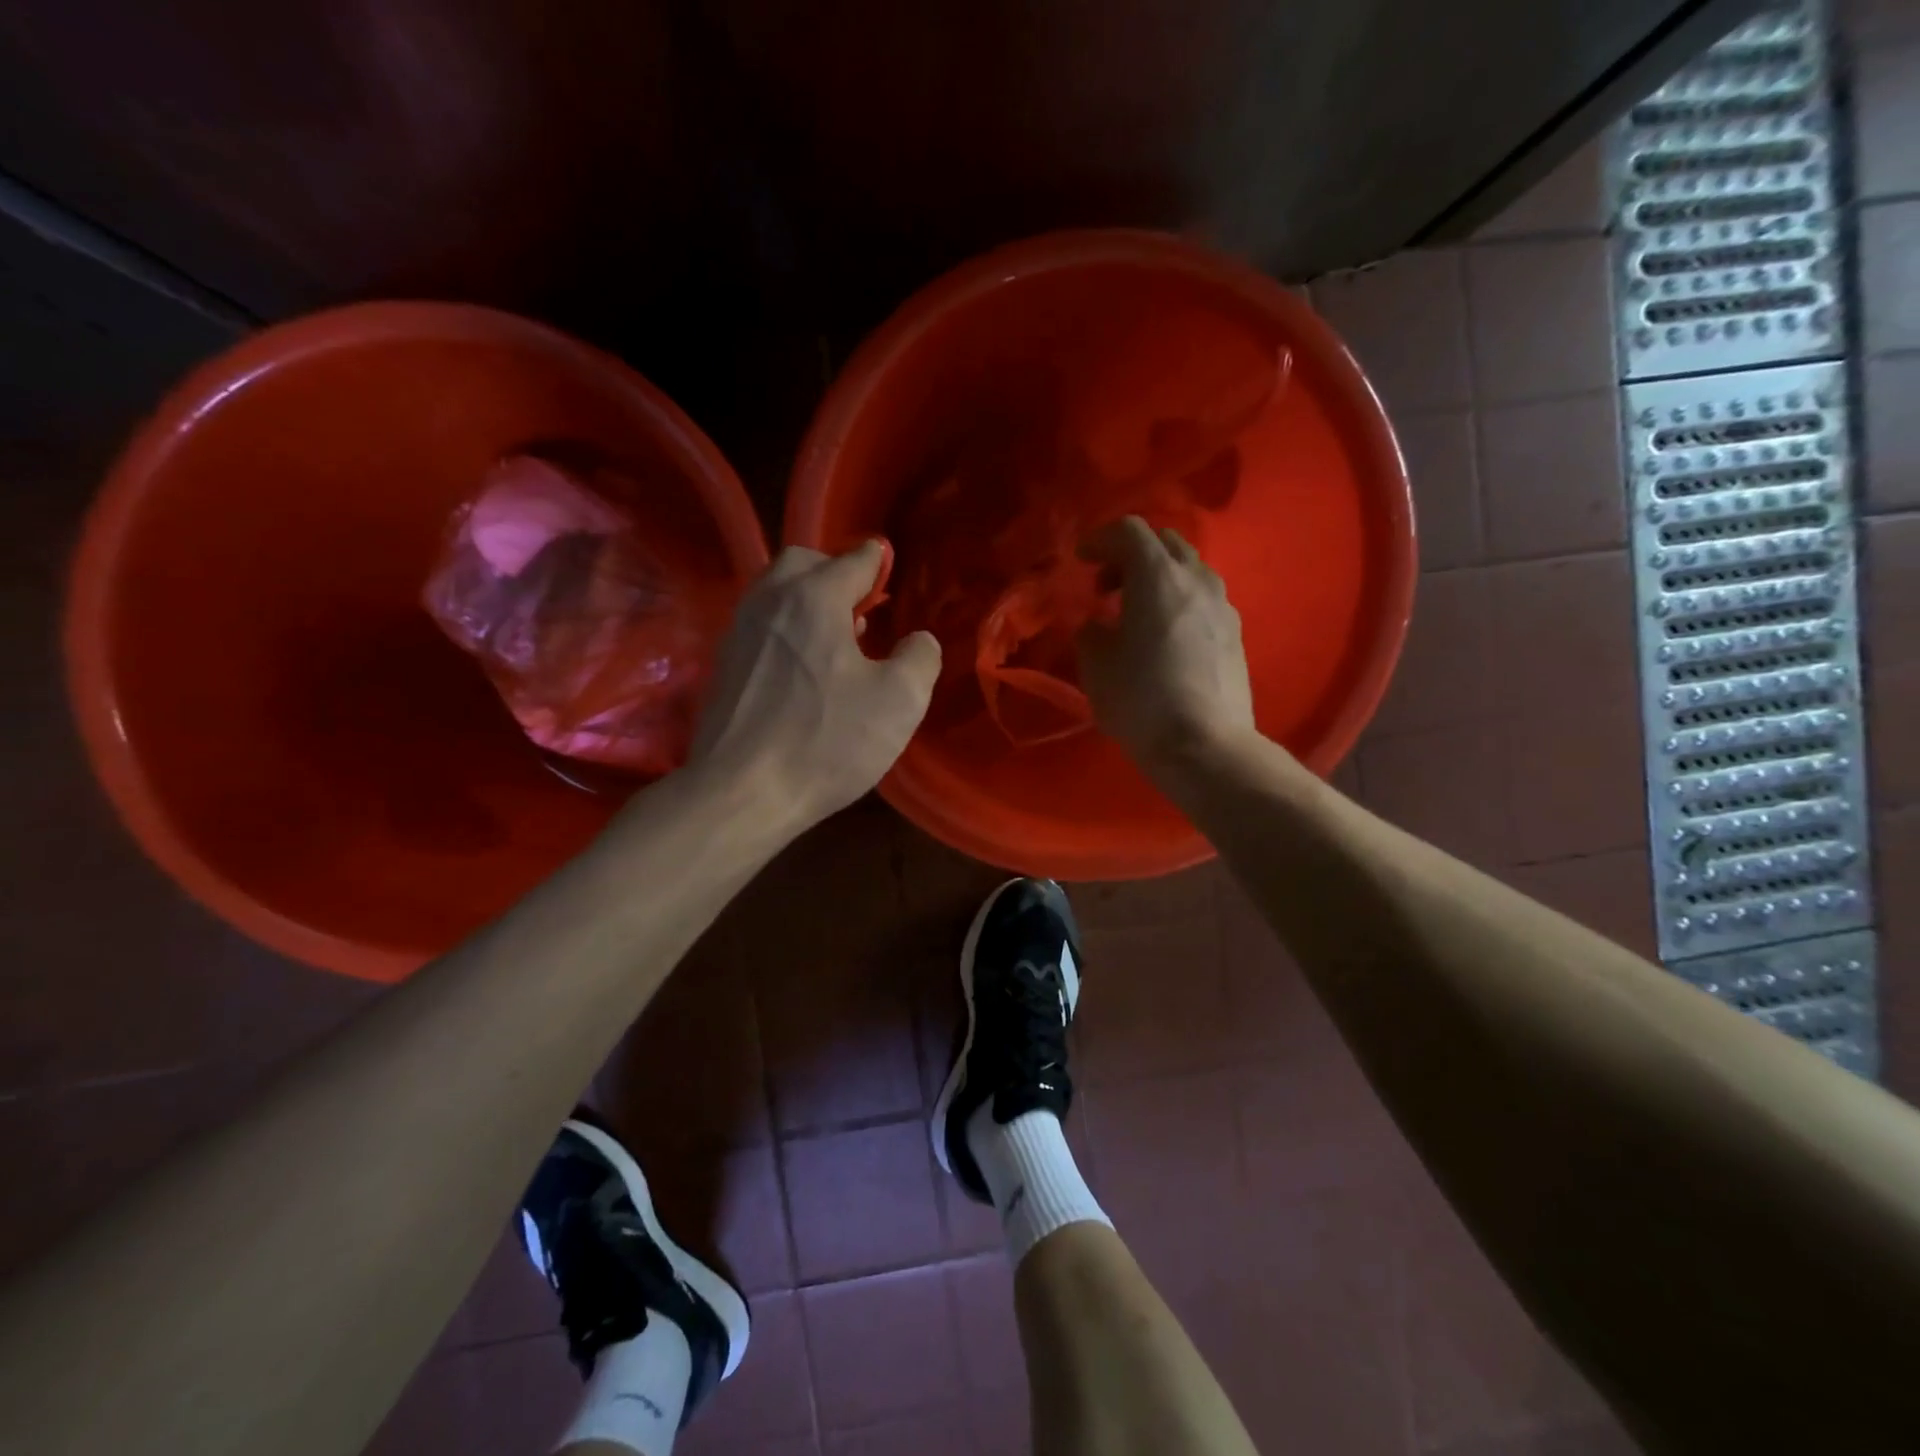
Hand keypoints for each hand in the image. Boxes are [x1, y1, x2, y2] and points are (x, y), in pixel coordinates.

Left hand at [686, 540, 940, 829]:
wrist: (740, 793)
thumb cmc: (826, 741)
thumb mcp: (899, 701)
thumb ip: (920, 658)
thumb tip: (919, 640)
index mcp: (814, 597)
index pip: (854, 559)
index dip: (879, 563)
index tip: (892, 575)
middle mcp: (770, 601)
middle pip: (804, 563)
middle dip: (836, 573)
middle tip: (863, 607)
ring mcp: (739, 633)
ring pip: (776, 594)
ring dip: (809, 602)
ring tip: (838, 639)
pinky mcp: (725, 667)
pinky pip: (762, 628)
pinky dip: (787, 630)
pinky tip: (806, 671)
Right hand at [1076, 516, 1256, 768]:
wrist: (1204, 745)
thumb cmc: (1141, 699)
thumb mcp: (1096, 665)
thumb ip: (1091, 632)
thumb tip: (1099, 624)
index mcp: (1158, 577)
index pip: (1130, 531)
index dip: (1100, 539)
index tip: (1080, 561)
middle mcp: (1196, 579)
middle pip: (1164, 543)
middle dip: (1131, 556)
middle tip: (1106, 587)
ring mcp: (1223, 606)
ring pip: (1188, 570)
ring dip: (1158, 579)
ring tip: (1136, 613)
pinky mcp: (1235, 634)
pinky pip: (1202, 599)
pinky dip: (1178, 602)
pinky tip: (1165, 637)